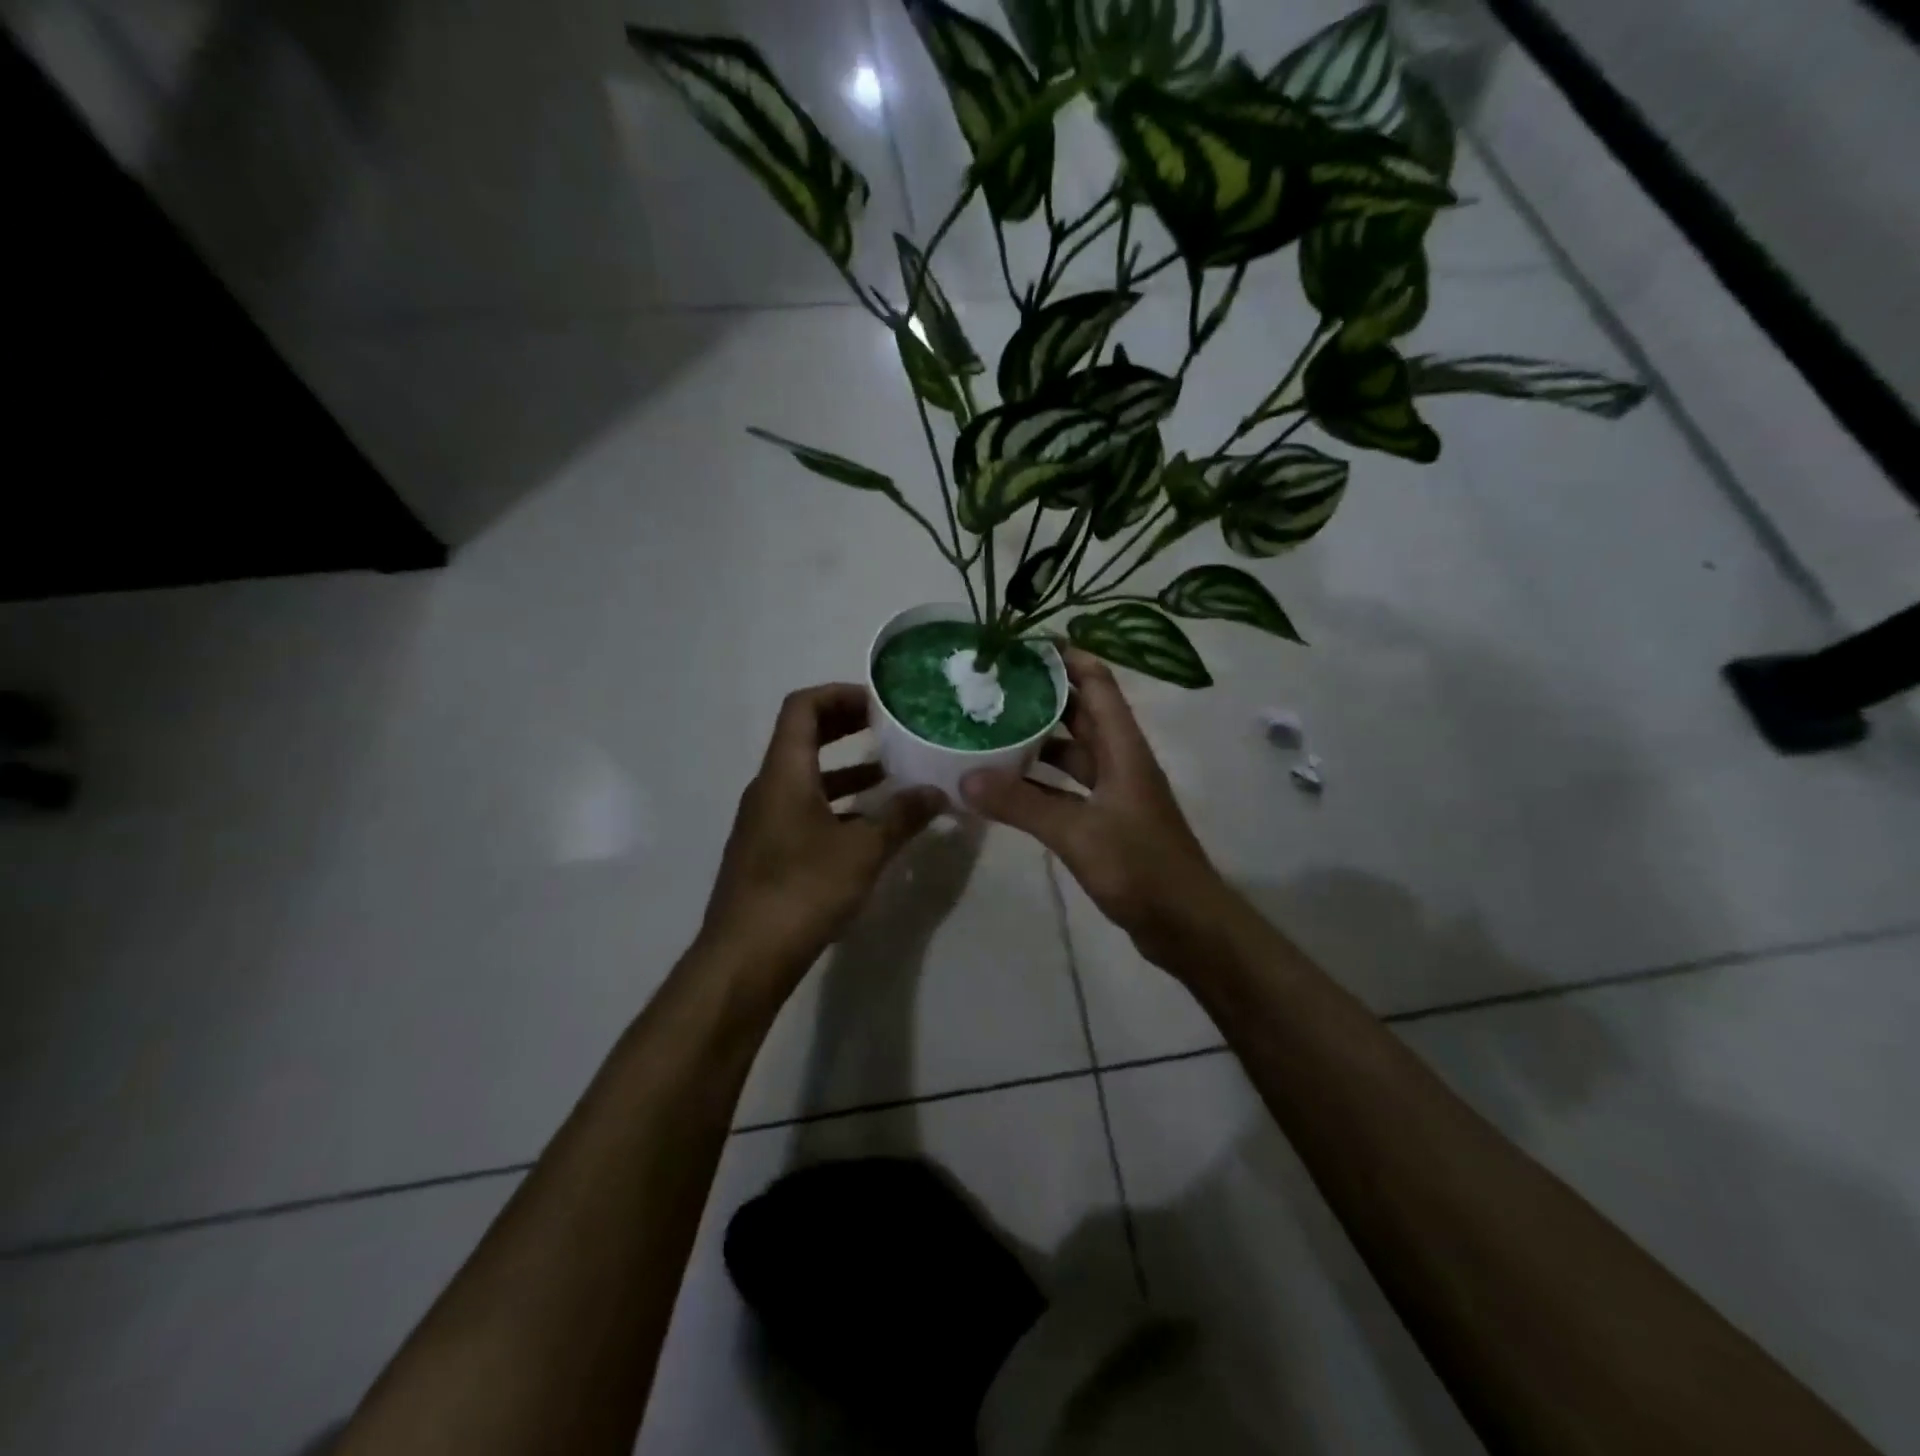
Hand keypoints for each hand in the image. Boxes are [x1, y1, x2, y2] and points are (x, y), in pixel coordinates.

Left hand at [699, 685, 946, 983]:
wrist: (745, 958)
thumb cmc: (802, 890)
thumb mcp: (863, 851)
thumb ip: (902, 817)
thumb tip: (937, 792)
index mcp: (784, 774)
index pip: (802, 708)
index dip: (839, 694)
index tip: (880, 703)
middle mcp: (768, 788)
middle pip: (804, 737)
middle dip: (847, 727)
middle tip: (890, 729)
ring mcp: (765, 822)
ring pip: (807, 777)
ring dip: (847, 769)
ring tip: (892, 775)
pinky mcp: (769, 852)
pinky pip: (805, 809)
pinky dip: (838, 804)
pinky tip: (870, 826)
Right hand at [961, 651, 1237, 971]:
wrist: (1185, 925)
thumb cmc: (1140, 868)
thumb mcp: (1077, 832)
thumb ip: (1021, 804)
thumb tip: (965, 778)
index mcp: (1124, 748)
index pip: (1098, 684)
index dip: (1068, 657)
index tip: (1024, 643)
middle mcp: (1120, 761)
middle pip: (1081, 714)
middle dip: (1043, 695)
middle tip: (993, 684)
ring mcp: (1114, 793)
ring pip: (1072, 753)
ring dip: (1038, 740)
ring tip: (990, 728)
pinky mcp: (1106, 822)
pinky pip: (1067, 789)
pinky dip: (1039, 783)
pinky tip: (1005, 785)